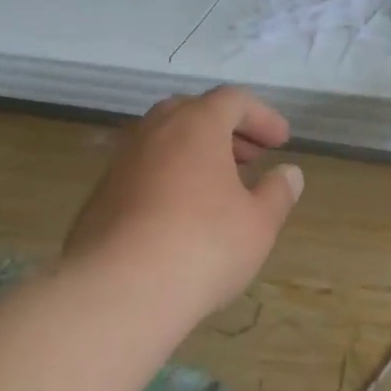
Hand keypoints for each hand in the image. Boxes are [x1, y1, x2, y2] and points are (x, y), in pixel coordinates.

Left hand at [62, 87, 303, 328]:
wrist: (118, 291)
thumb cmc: (202, 246)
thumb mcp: (258, 223)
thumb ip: (277, 193)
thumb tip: (289, 174)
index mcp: (195, 125)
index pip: (232, 100)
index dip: (261, 116)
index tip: (281, 142)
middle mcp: (153, 131)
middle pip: (193, 112)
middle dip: (226, 130)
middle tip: (250, 157)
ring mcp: (121, 161)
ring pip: (163, 141)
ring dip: (195, 153)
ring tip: (219, 187)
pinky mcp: (101, 195)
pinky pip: (143, 171)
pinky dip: (169, 177)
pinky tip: (181, 214)